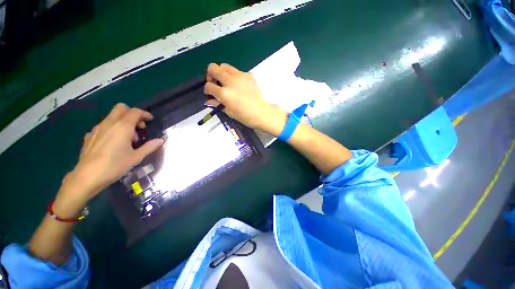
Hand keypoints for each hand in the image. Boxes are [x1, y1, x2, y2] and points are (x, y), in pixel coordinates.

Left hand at [58, 104, 163, 207]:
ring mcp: (97, 128)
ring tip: (128, 139)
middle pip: (121, 108)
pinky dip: (112, 129)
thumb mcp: (136, 157)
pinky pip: (104, 126)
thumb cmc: (114, 165)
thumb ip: (150, 146)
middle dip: (132, 114)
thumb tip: (161, 139)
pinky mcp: (90, 135)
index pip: (135, 111)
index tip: (150, 120)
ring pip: (112, 116)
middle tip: (139, 127)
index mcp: (122, 127)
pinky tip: (113, 143)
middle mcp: (109, 123)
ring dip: (123, 122)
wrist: (87, 177)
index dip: (144, 114)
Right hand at [204, 63, 286, 135]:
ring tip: (226, 82)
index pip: (209, 86)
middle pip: (213, 68)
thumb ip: (219, 104)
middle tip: (215, 83)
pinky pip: (237, 71)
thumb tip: (209, 101)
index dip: (207, 90)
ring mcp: (240, 76)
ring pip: (224, 65)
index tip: (210, 93)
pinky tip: (238, 85)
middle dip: (210, 75)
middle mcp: (230, 81)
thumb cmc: (246, 116)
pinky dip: (234, 75)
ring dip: (222, 72)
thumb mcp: (230, 113)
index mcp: (225, 93)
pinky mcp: (249, 75)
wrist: (263, 113)